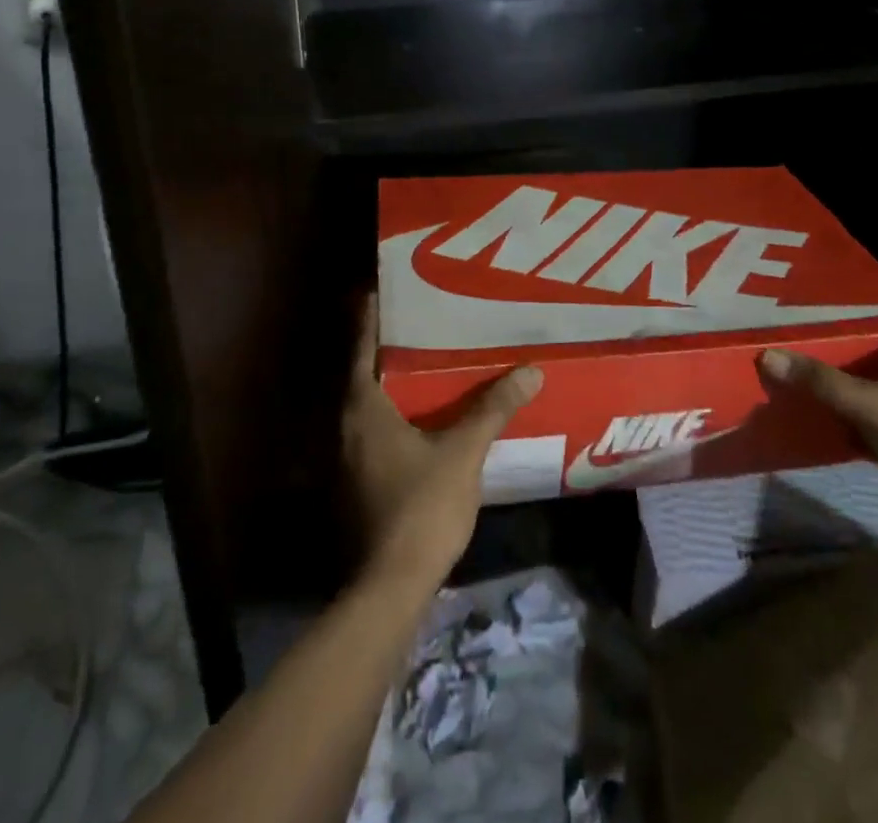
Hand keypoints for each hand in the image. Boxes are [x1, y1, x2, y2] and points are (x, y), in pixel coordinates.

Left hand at [341, 296, 542, 592]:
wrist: (390, 586)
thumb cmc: (421, 506)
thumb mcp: (464, 452)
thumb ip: (493, 409)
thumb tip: (531, 371)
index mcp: (363, 408)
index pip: (362, 348)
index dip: (370, 318)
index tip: (381, 290)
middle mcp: (347, 426)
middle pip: (364, 373)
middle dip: (388, 349)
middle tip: (421, 323)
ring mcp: (348, 459)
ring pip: (370, 405)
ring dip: (393, 384)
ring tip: (429, 363)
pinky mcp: (358, 483)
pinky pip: (375, 432)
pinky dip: (396, 415)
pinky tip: (426, 418)